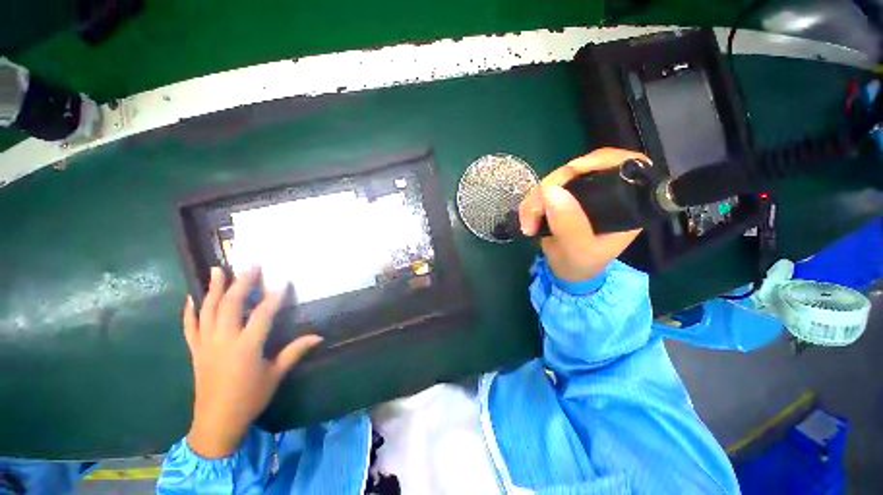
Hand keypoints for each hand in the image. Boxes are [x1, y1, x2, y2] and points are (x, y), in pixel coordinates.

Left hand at [182, 266, 321, 457]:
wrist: (216, 423)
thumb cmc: (250, 398)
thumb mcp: (275, 375)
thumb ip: (295, 351)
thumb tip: (319, 336)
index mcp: (246, 347)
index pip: (263, 314)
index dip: (274, 296)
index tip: (283, 281)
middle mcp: (224, 340)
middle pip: (231, 304)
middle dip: (242, 282)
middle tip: (251, 265)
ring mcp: (206, 344)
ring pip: (208, 310)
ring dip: (213, 288)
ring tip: (218, 270)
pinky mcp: (195, 351)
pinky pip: (190, 327)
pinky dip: (190, 311)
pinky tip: (192, 298)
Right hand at [518, 147, 649, 281]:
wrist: (564, 270)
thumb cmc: (580, 264)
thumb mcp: (578, 250)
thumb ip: (569, 225)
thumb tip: (551, 191)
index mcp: (627, 203)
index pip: (626, 164)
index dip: (600, 160)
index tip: (573, 170)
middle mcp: (606, 192)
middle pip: (582, 168)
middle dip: (553, 184)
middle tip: (534, 210)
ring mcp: (582, 193)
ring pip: (558, 178)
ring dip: (536, 198)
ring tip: (527, 222)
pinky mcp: (563, 197)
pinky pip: (544, 189)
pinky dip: (531, 201)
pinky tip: (526, 218)